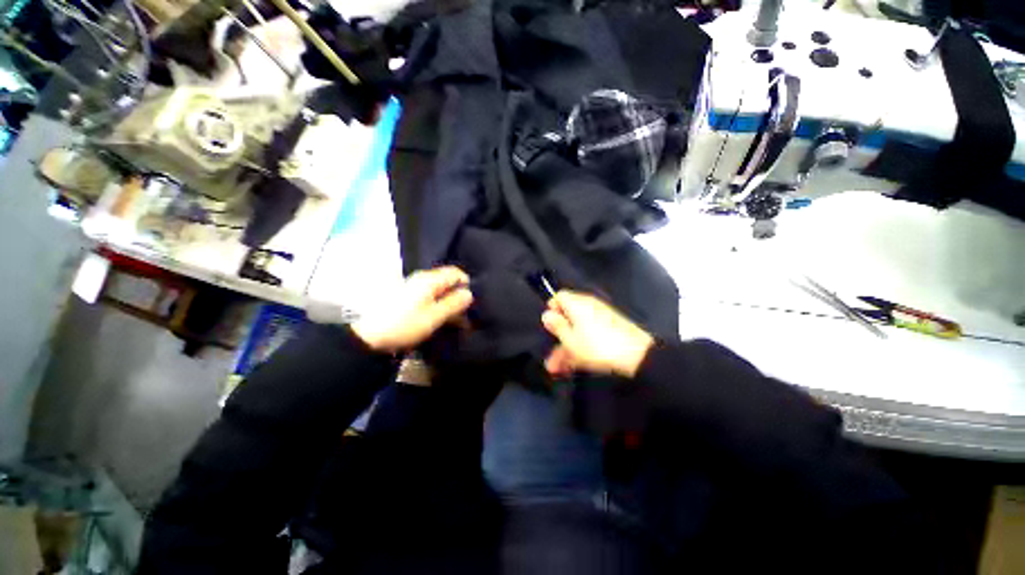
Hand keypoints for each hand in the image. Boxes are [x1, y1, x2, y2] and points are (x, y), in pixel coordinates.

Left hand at [351, 266, 472, 352]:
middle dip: (458, 296)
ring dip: (448, 303)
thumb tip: (469, 293)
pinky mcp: (407, 297)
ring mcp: (413, 287)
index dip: (466, 285)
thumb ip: (454, 303)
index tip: (469, 303)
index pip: (456, 273)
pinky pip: (429, 297)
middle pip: (447, 281)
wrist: (368, 337)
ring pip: (439, 291)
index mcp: (429, 279)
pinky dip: (437, 306)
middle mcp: (421, 279)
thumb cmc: (405, 325)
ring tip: (453, 321)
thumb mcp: (434, 316)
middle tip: (464, 315)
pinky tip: (438, 319)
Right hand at [541, 291, 653, 378]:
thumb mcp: (571, 339)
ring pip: (577, 329)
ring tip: (556, 368)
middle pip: (568, 316)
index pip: (559, 297)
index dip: (552, 309)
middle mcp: (589, 307)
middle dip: (557, 335)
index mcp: (577, 304)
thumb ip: (557, 326)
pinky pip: (589, 335)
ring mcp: (600, 319)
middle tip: (549, 353)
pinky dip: (580, 348)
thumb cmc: (597, 346)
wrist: (637, 356)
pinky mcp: (610, 330)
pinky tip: (572, 366)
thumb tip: (547, 315)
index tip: (548, 325)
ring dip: (566, 347)